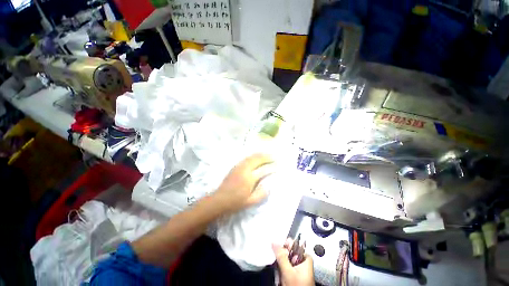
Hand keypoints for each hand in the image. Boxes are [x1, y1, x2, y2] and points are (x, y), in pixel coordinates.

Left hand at [211, 153, 274, 214]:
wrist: (219, 200)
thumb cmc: (235, 202)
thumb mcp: (250, 202)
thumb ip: (261, 194)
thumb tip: (269, 186)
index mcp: (249, 179)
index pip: (263, 170)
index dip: (271, 167)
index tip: (277, 166)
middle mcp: (244, 170)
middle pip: (257, 159)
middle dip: (266, 157)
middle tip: (274, 157)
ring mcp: (239, 167)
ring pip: (251, 157)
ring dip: (260, 155)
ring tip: (267, 154)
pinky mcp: (235, 167)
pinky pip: (246, 158)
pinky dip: (253, 156)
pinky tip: (256, 157)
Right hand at [273, 239, 314, 285]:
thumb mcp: (288, 271)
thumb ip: (281, 256)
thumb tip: (274, 242)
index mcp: (305, 257)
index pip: (293, 244)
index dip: (284, 244)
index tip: (276, 246)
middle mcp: (302, 260)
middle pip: (288, 251)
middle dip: (281, 256)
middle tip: (278, 263)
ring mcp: (298, 267)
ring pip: (285, 259)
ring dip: (280, 264)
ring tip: (280, 273)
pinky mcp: (293, 273)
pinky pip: (285, 266)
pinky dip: (281, 269)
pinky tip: (281, 276)